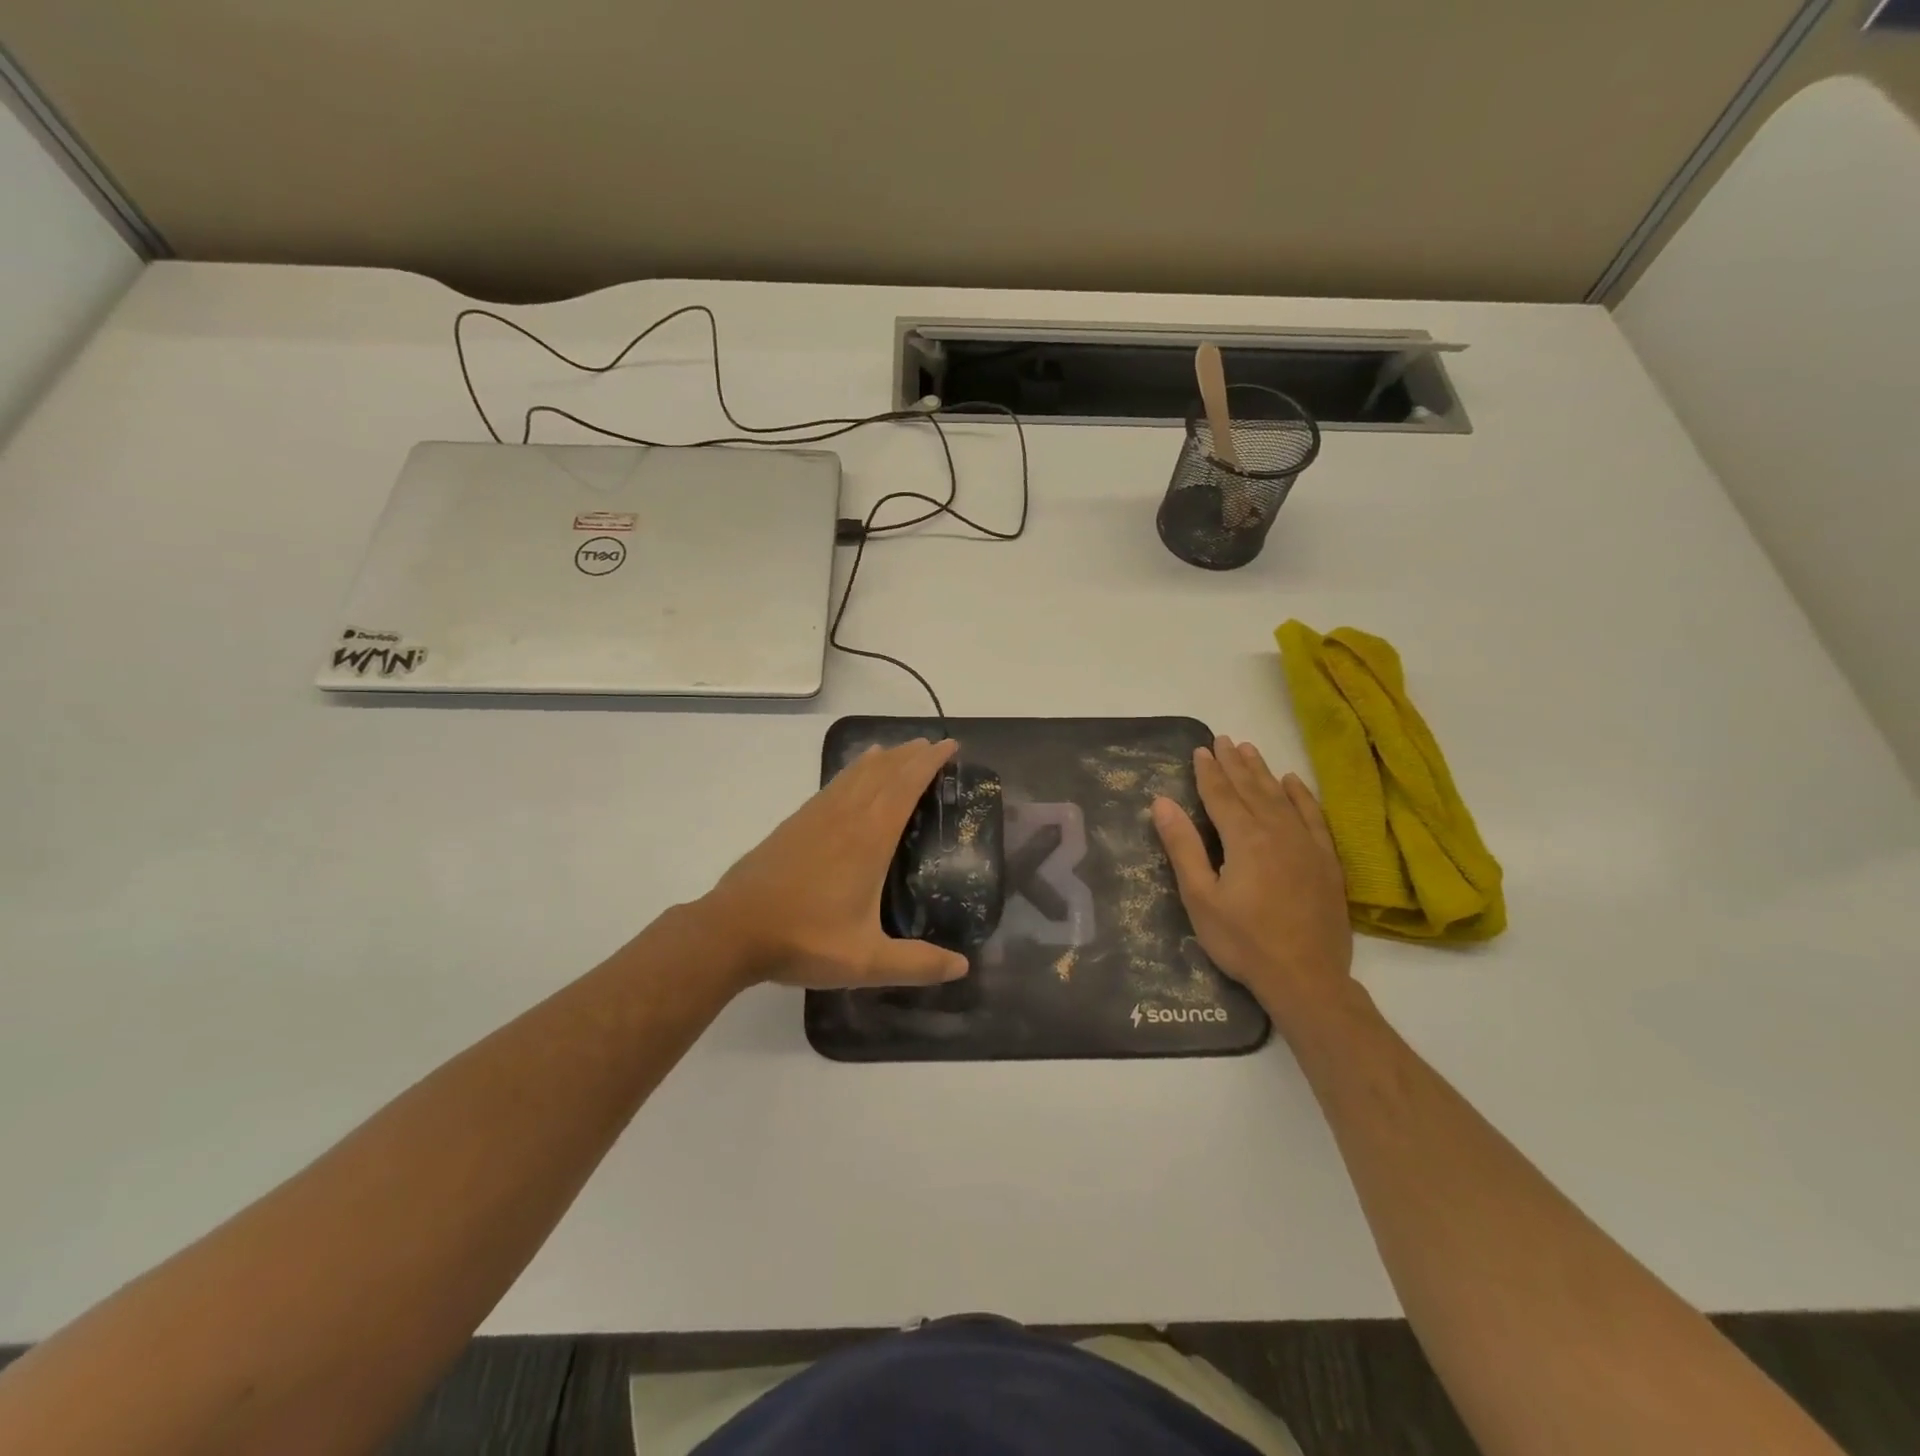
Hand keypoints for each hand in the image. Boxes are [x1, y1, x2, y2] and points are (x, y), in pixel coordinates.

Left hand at [697, 737, 970, 989]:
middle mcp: (846, 817)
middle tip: (933, 746)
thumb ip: (916, 964)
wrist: (732, 929)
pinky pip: (834, 784)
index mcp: (869, 838)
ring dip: (883, 759)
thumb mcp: (866, 961)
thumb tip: (963, 967)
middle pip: (884, 772)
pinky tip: (852, 777)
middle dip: (911, 755)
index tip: (949, 746)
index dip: (929, 763)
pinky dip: (852, 771)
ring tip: (900, 750)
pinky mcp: (795, 823)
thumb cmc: (804, 940)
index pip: (906, 786)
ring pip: (856, 774)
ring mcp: (817, 816)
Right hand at [1151, 735, 1352, 1029]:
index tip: (1200, 749)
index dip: (1208, 771)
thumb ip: (1183, 847)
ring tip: (1249, 749)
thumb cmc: (1243, 941)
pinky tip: (1293, 782)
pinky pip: (1313, 816)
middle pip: (1252, 788)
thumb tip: (1162, 802)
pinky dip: (1301, 796)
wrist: (1306, 977)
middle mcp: (1277, 831)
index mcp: (1244, 838)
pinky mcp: (1327, 861)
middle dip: (1234, 763)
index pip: (1221, 795)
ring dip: (1263, 771)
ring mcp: (1306, 844)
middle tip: (1223, 739)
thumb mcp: (1200, 898)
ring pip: (1281, 796)